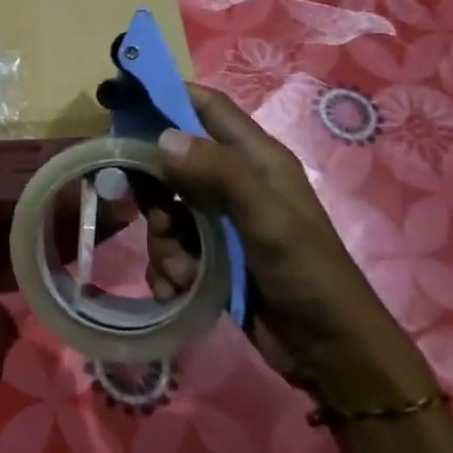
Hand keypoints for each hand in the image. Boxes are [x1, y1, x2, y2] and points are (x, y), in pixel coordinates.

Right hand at [147, 83, 433, 410]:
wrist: (331, 355)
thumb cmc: (309, 276)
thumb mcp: (268, 221)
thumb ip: (219, 174)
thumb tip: (162, 137)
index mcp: (257, 159)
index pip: (206, 107)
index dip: (166, 97)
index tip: (120, 103)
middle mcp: (235, 182)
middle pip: (172, 162)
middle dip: (153, 190)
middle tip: (152, 216)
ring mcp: (221, 221)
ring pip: (165, 209)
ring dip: (162, 240)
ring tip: (181, 271)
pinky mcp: (211, 256)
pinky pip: (170, 246)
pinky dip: (167, 266)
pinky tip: (177, 289)